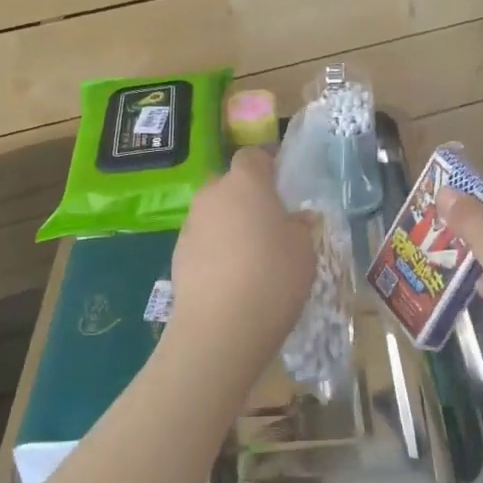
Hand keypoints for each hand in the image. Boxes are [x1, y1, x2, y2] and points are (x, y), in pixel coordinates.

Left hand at [162, 147, 315, 391]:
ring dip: (229, 224)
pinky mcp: (177, 253)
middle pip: (229, 183)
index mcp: (246, 182)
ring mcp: (191, 224)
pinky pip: (202, 240)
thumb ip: (301, 226)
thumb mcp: (304, 251)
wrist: (219, 327)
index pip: (252, 155)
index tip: (282, 182)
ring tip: (250, 255)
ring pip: (214, 212)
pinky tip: (231, 277)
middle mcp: (213, 194)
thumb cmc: (273, 277)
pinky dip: (215, 249)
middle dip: (246, 196)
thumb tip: (298, 218)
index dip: (267, 164)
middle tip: (269, 223)